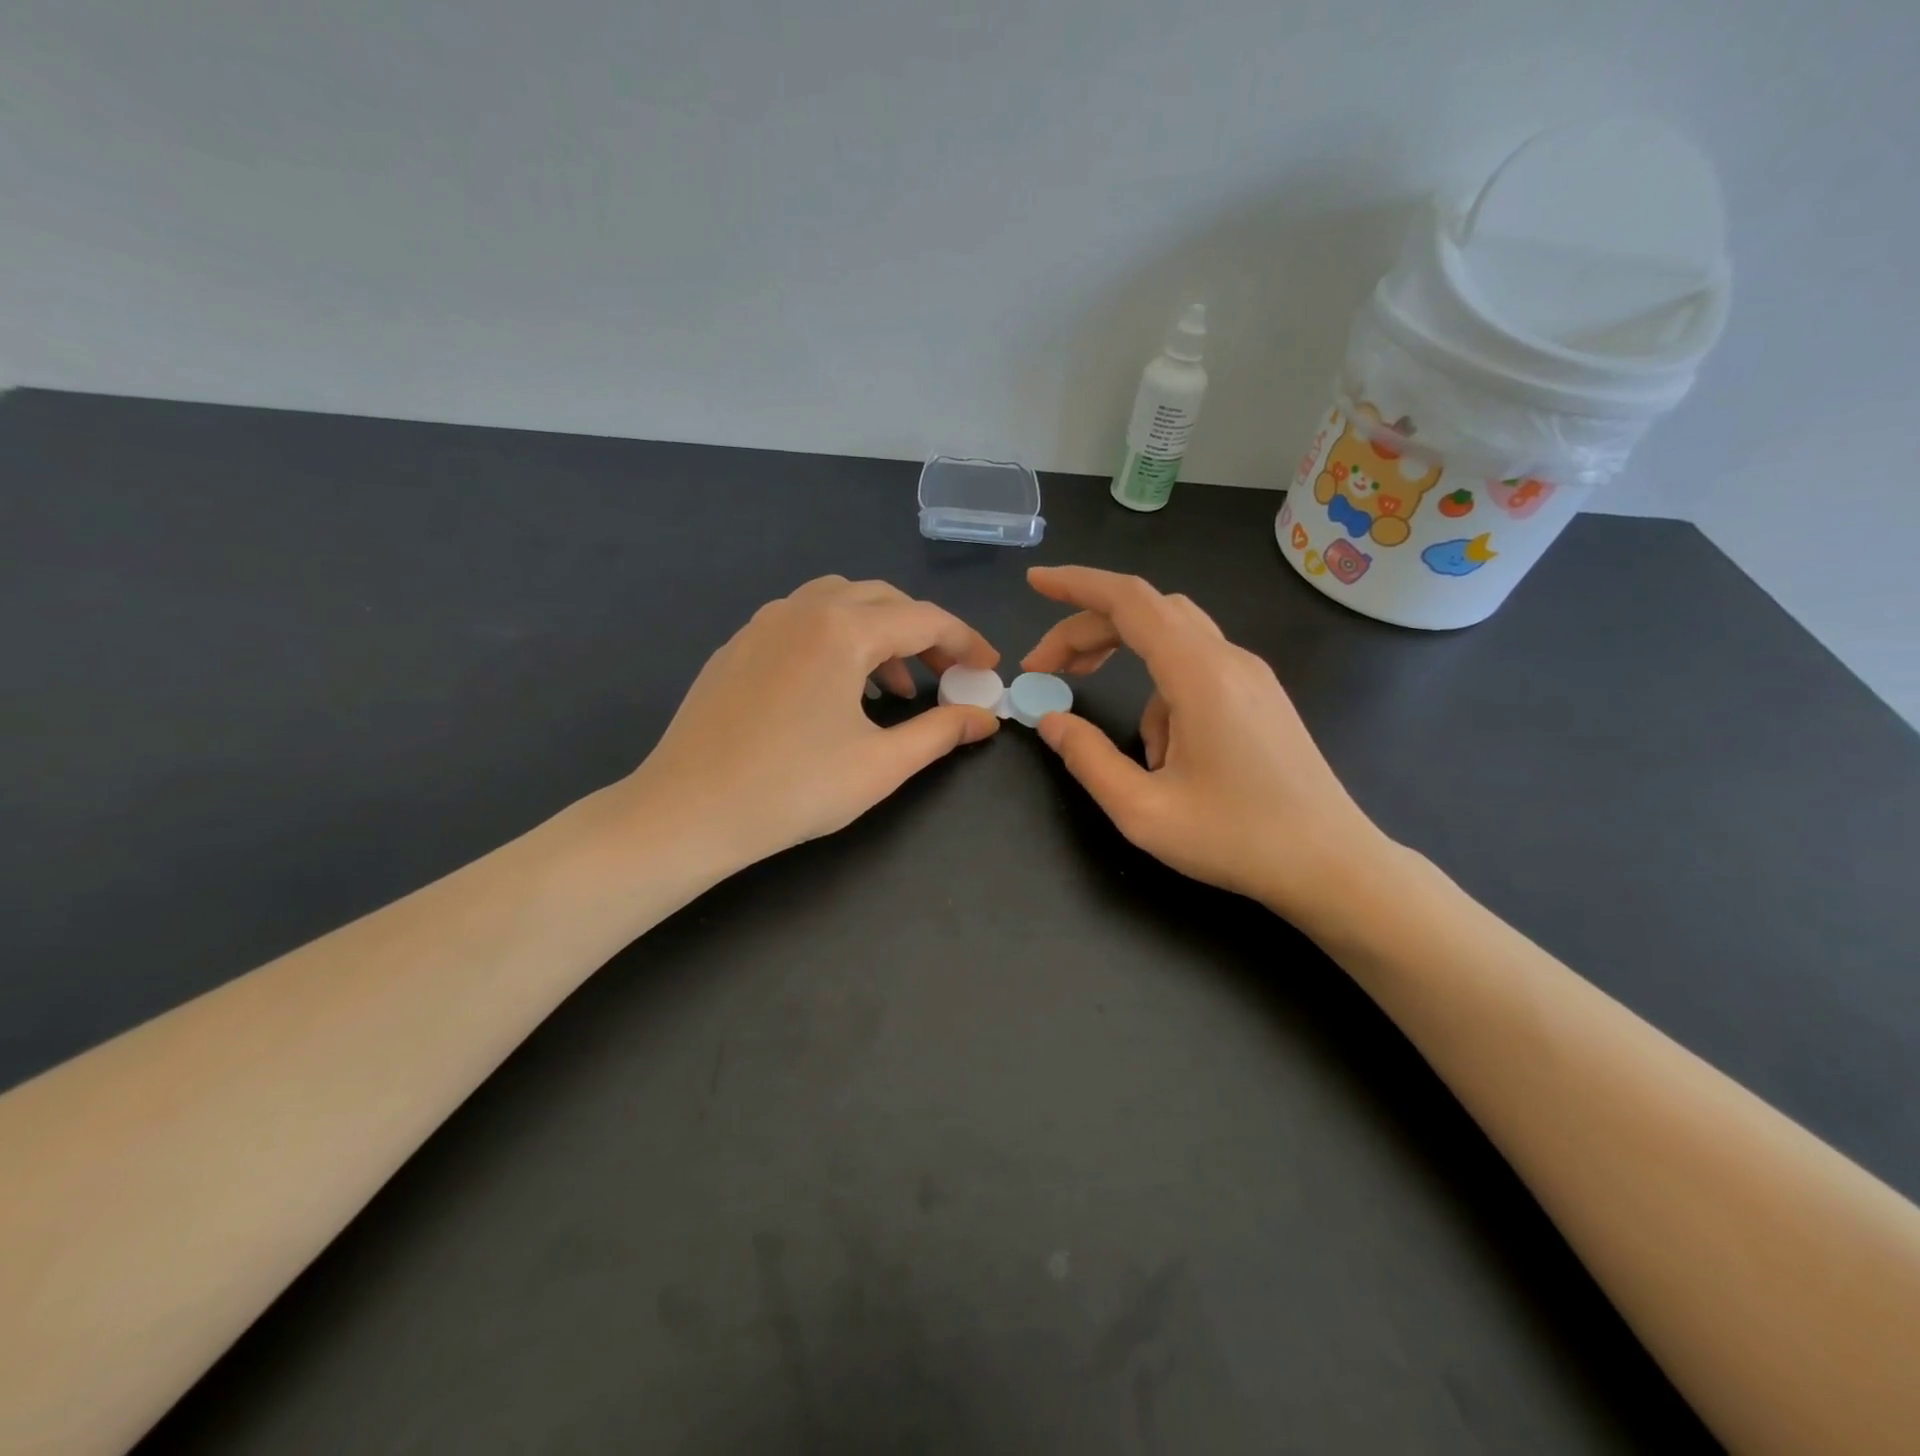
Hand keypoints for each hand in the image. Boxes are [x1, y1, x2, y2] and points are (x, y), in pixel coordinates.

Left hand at [619, 576, 1000, 869]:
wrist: (687, 811)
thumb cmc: (793, 788)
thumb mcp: (881, 764)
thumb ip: (941, 732)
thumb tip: (985, 717)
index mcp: (842, 629)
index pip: (924, 619)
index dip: (965, 642)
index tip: (989, 670)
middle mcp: (802, 609)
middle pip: (883, 600)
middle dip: (924, 634)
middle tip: (947, 677)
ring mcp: (762, 624)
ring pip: (839, 604)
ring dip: (879, 635)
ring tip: (895, 689)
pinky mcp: (737, 646)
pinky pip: (802, 623)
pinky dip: (837, 641)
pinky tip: (837, 690)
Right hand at [1021, 565, 1389, 926]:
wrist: (1332, 865)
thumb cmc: (1237, 841)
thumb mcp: (1143, 811)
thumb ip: (1087, 759)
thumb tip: (1051, 720)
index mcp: (1199, 676)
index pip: (1129, 601)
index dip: (1075, 585)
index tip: (1034, 582)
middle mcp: (1228, 660)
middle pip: (1146, 613)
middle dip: (1087, 631)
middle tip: (1044, 669)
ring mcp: (1251, 676)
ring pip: (1171, 641)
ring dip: (1126, 668)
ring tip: (1128, 747)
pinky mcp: (1260, 696)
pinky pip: (1195, 673)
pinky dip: (1161, 697)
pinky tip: (1168, 758)